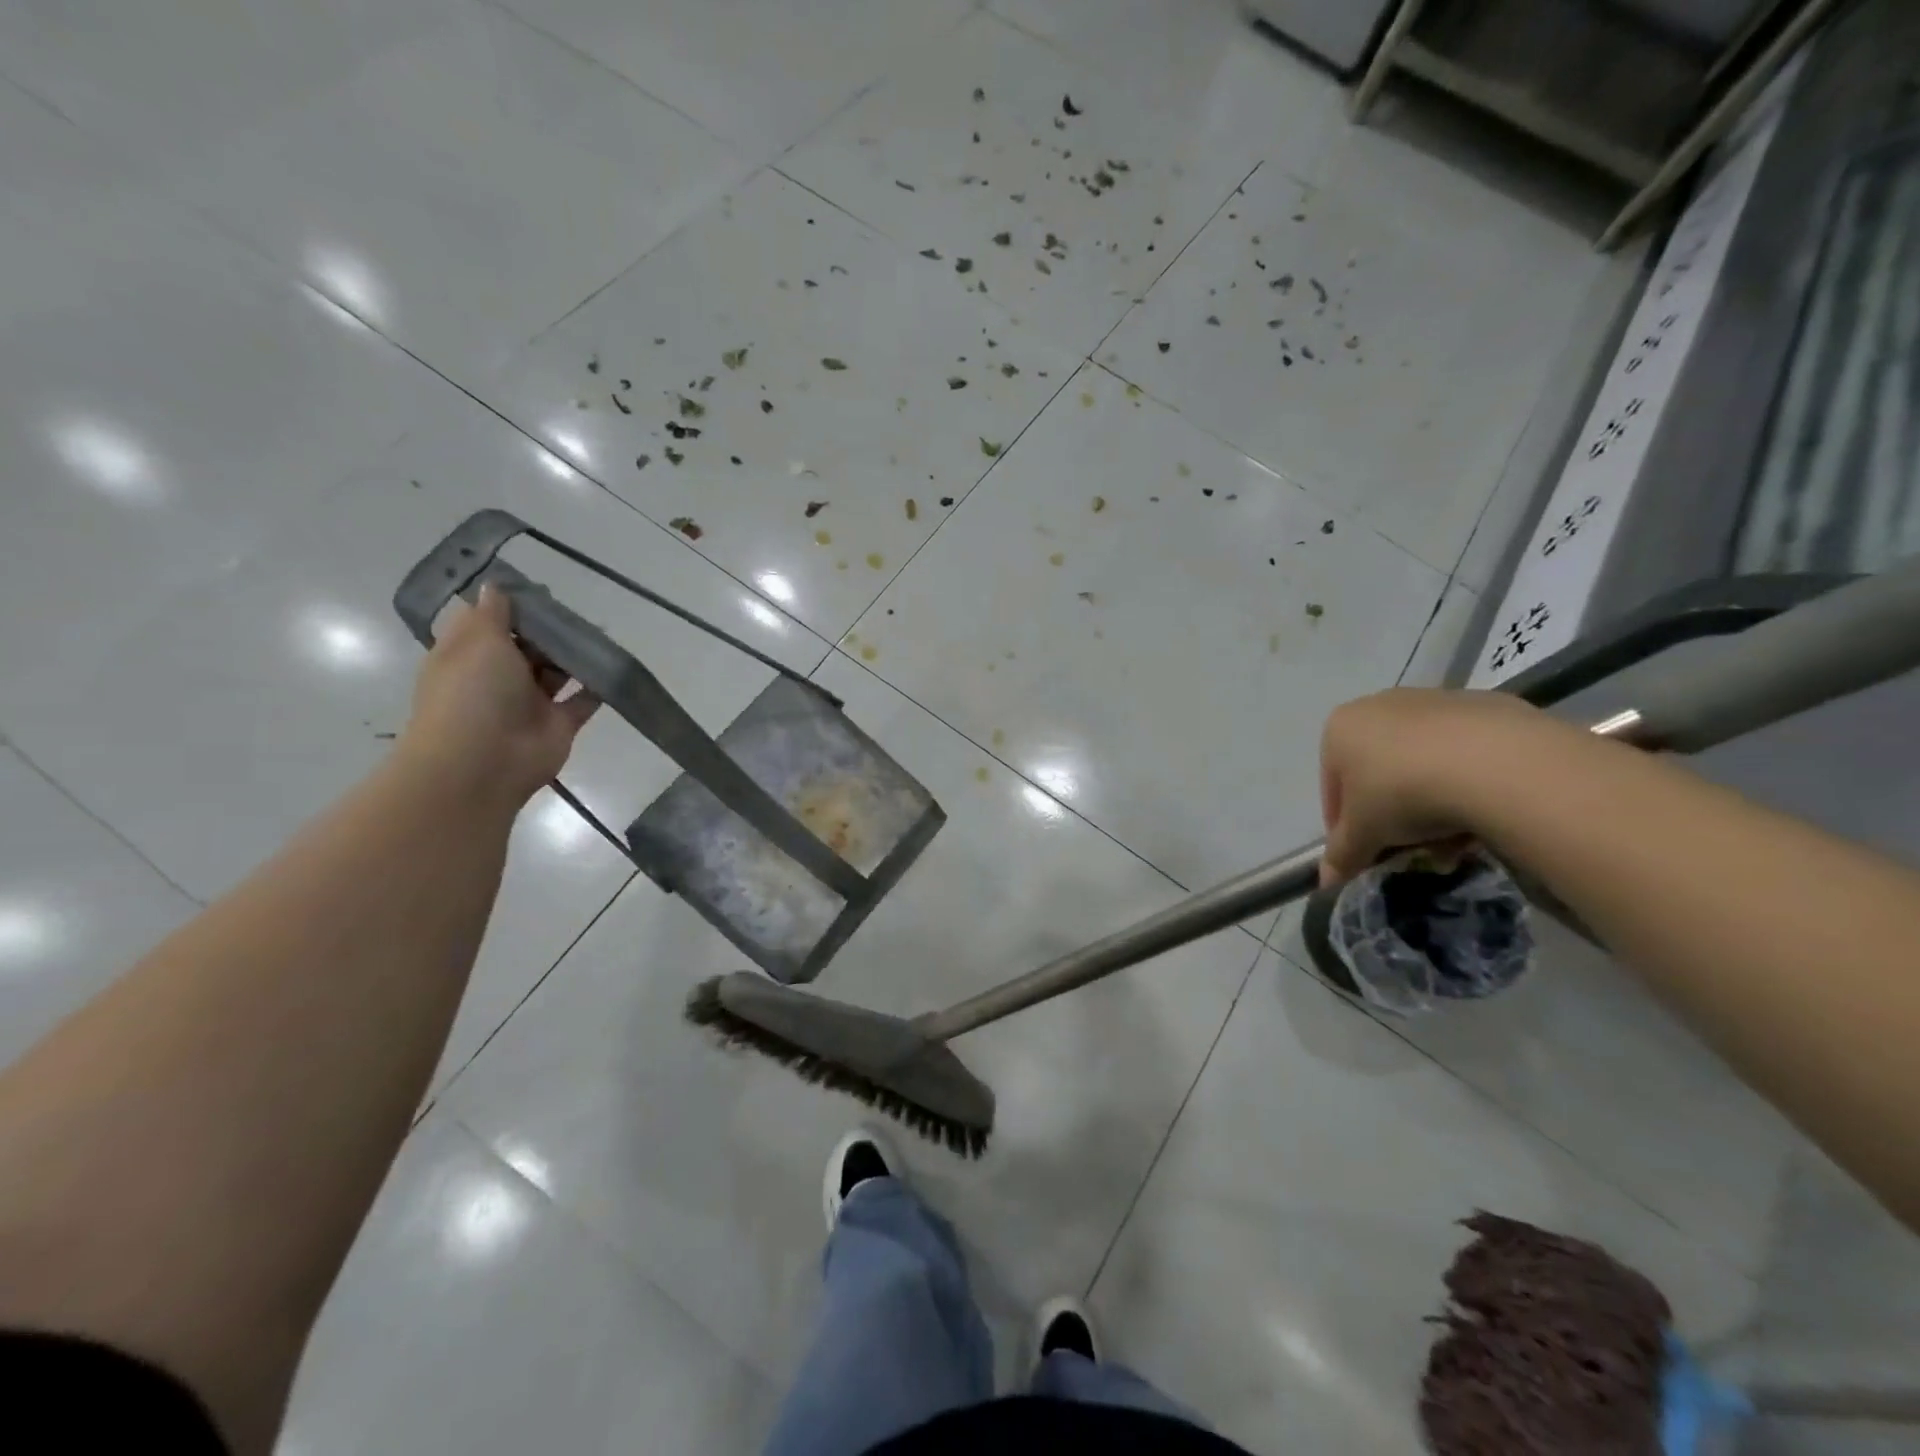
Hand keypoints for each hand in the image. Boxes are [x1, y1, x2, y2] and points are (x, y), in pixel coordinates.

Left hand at [398, 586, 598, 809]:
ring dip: (575, 653)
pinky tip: (614, 664)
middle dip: (549, 629)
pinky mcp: (559, 724)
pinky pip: (583, 700)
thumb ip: (493, 613)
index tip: (539, 590)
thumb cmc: (472, 694)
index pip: (488, 623)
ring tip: (601, 632)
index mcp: (468, 655)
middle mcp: (497, 677)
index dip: (511, 606)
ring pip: (557, 670)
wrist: (483, 764)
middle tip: (578, 610)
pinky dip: (598, 685)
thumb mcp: (477, 641)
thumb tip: (495, 586)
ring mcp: (530, 702)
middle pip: (527, 645)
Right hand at [1317, 688, 1546, 884]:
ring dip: (1430, 803)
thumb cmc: (1402, 792)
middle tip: (1410, 848)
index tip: (1365, 854)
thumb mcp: (1364, 834)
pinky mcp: (1485, 706)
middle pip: (1378, 773)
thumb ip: (1342, 855)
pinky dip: (1467, 782)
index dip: (1345, 827)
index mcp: (1340, 728)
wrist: (1495, 761)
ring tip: (1452, 840)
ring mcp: (1434, 701)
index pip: (1332, 787)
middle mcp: (1380, 705)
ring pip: (1422, 764)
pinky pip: (1464, 754)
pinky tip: (1483, 812)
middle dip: (1392, 815)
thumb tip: (1326, 883)